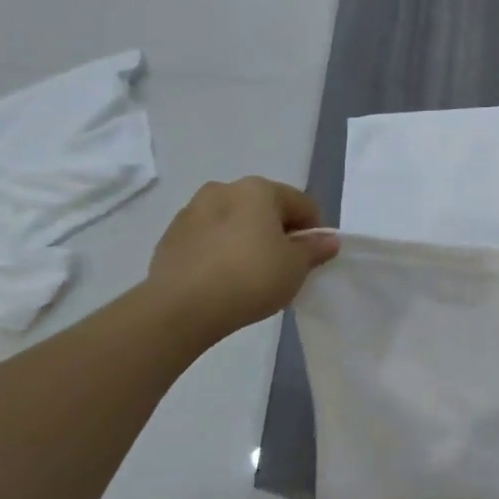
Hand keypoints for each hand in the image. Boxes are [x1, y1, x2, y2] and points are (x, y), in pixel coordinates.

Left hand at [145, 177, 338, 336]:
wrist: (179, 309)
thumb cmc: (249, 278)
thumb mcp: (295, 267)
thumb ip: (315, 249)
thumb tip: (328, 240)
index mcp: (258, 189)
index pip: (301, 204)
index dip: (313, 231)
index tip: (312, 258)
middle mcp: (224, 190)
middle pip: (265, 209)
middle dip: (277, 232)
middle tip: (282, 267)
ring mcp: (192, 212)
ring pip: (233, 222)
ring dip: (246, 240)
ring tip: (249, 276)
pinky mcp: (170, 237)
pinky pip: (207, 240)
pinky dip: (219, 252)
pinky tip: (221, 280)